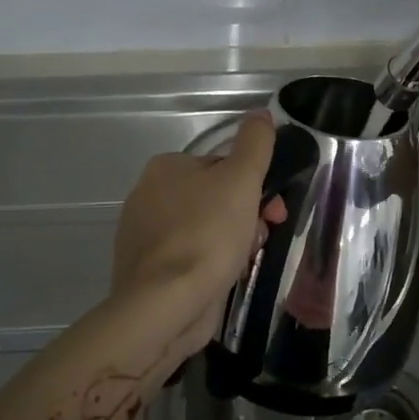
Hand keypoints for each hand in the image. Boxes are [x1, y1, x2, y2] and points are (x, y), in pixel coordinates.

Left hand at [109, 111, 287, 342]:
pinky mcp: (149, 271)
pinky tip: (223, 278)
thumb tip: (260, 113)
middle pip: (216, 199)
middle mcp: (148, 196)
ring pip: (207, 230)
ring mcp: (145, 236)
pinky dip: (212, 265)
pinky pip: (192, 259)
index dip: (254, 186)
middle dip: (246, 216)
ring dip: (233, 242)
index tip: (273, 210)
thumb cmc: (206, 234)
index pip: (222, 167)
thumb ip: (255, 143)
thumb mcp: (241, 179)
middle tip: (261, 237)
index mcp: (165, 168)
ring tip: (242, 262)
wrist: (165, 306)